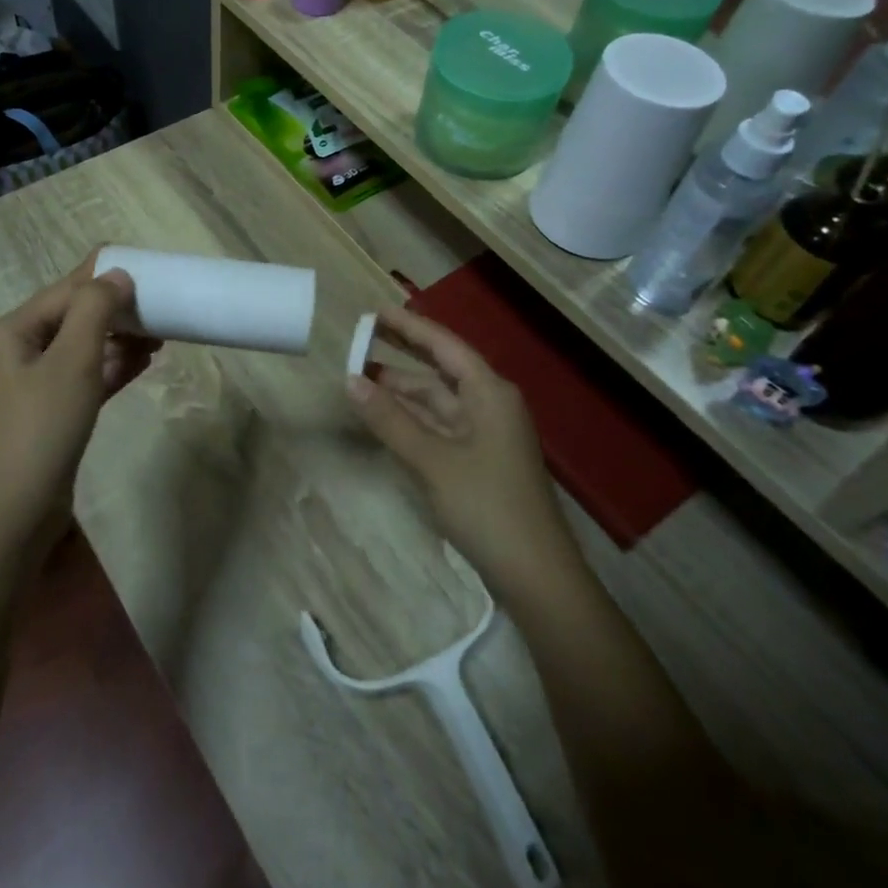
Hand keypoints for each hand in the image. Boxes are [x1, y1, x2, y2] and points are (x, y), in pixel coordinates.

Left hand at [0, 250, 157, 552]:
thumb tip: (117, 275)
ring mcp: (30, 385)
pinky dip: (111, 369)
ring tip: (160, 337)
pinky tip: (142, 363)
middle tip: (160, 309)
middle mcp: (15, 351)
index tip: (147, 268)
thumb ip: (95, 311)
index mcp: (9, 331)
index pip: (64, 290)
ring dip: (118, 341)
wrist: (12, 516)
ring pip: (81, 349)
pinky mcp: (47, 414)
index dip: (104, 277)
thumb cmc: (40, 429)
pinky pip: (83, 378)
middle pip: (72, 318)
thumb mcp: (72, 361)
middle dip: (116, 312)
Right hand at [347, 308, 580, 599]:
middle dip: (403, 354)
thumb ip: (390, 419)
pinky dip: (412, 419)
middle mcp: (490, 405)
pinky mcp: (480, 461)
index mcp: (489, 393)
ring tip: (361, 378)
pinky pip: (440, 426)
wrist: (536, 575)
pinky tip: (385, 417)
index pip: (444, 346)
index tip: (375, 312)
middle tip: (362, 337)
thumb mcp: (432, 460)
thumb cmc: (486, 506)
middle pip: (441, 369)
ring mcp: (486, 435)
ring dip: (403, 391)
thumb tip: (351, 381)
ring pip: (438, 401)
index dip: (409, 327)